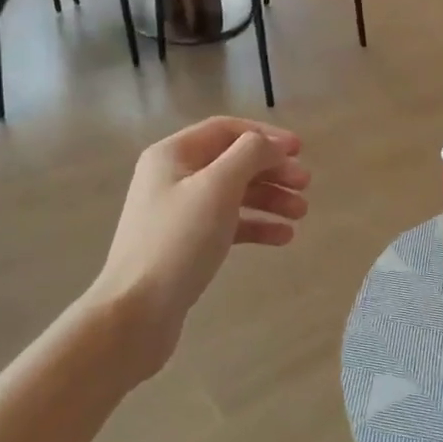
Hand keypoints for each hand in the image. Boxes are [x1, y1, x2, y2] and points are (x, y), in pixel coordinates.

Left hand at [84, 117, 309, 377]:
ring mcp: (178, 212)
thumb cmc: (178, 241)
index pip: (226, 130)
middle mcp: (173, 176)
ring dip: (269, 198)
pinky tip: (283, 237)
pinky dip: (255, 225)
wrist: (136, 312)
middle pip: (232, 161)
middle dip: (271, 170)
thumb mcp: (217, 187)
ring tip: (301, 213)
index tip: (300, 150)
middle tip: (306, 185)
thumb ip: (249, 155)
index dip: (265, 135)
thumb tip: (271, 144)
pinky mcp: (185, 244)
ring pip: (233, 194)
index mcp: (173, 154)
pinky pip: (227, 224)